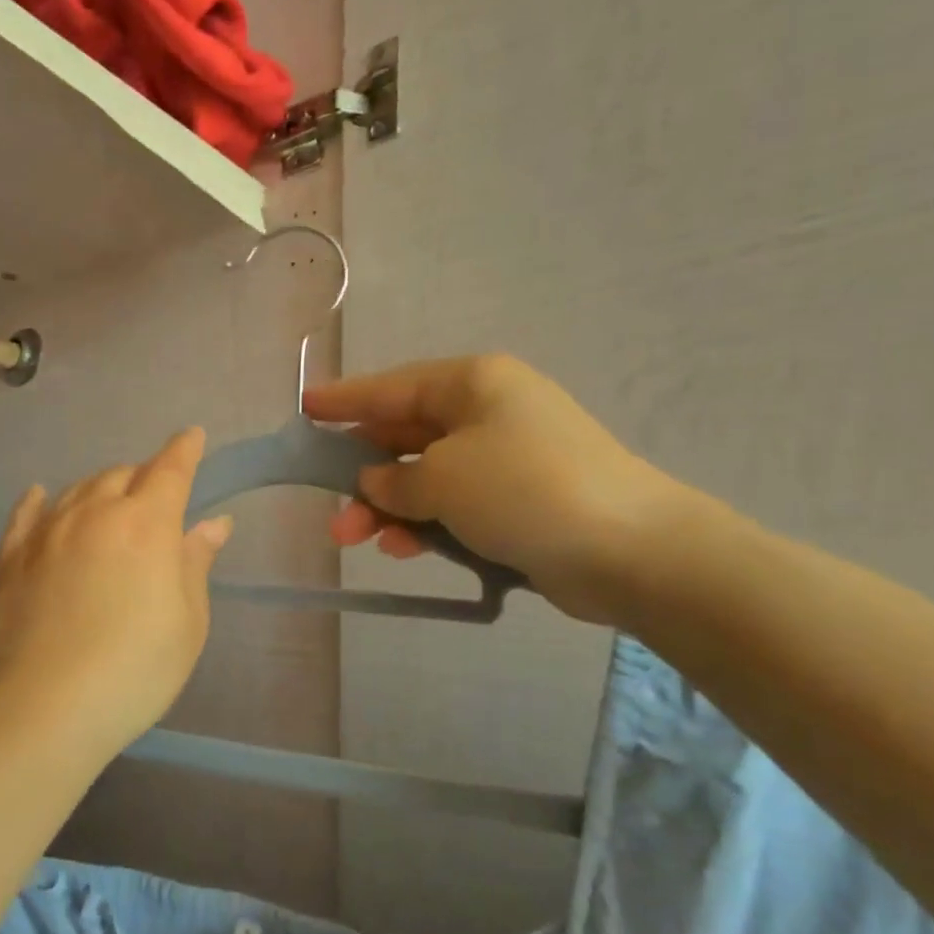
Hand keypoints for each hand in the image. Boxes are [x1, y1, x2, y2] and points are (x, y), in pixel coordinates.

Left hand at [0, 429, 233, 756]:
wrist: (43, 709)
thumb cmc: (134, 669)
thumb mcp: (186, 622)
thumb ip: (195, 563)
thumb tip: (213, 523)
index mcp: (145, 524)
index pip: (170, 470)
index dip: (185, 450)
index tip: (193, 437)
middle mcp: (94, 513)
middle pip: (122, 475)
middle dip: (143, 477)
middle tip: (154, 497)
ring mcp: (46, 532)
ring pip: (77, 489)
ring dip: (99, 488)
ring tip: (109, 504)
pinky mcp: (9, 558)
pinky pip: (26, 515)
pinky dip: (39, 500)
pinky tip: (40, 496)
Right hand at [304, 355, 685, 624]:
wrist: (629, 549)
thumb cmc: (524, 490)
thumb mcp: (443, 478)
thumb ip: (395, 478)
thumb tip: (375, 481)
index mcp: (472, 383)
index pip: (391, 387)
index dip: (344, 400)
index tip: (304, 408)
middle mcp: (488, 412)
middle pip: (405, 435)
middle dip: (362, 473)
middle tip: (329, 509)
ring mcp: (506, 457)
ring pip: (426, 476)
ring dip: (389, 507)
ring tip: (356, 539)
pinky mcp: (518, 501)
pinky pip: (454, 505)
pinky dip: (425, 523)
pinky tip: (402, 549)